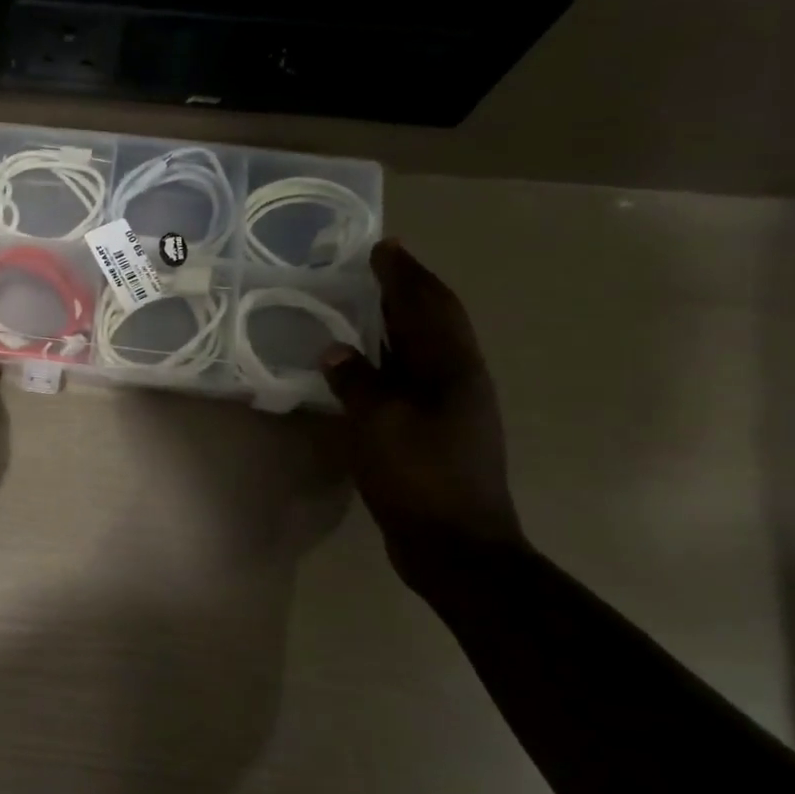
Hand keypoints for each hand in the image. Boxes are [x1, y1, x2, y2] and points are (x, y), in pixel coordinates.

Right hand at [321, 240, 523, 584]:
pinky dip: (389, 360)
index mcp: (452, 369)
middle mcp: (459, 379)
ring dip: (398, 323)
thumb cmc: (420, 478)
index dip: (405, 275)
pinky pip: (411, 378)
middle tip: (373, 267)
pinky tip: (366, 365)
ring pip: (423, 350)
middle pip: (433, 321)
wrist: (457, 546)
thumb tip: (335, 350)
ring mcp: (453, 407)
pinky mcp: (437, 431)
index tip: (382, 247)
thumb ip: (357, 382)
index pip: (428, 305)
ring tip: (364, 305)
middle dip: (406, 290)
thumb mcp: (379, 425)